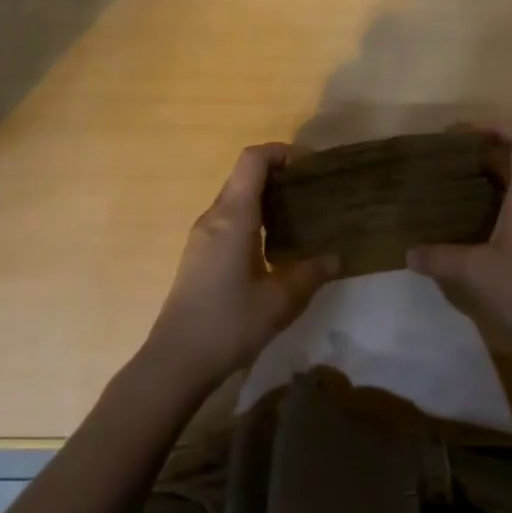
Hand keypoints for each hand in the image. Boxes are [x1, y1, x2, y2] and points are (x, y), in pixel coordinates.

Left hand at [143, 144, 336, 388]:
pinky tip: (273, 244)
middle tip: (312, 190)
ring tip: (298, 215)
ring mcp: (202, 235)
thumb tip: (336, 258)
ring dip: (265, 196)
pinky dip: (253, 216)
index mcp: (233, 216)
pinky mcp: (199, 254)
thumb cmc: (228, 323)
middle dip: (278, 173)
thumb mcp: (280, 301)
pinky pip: (228, 218)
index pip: (252, 160)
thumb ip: (310, 274)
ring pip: (235, 197)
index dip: (280, 152)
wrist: (175, 360)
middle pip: (244, 175)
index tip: (309, 165)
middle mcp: (214, 216)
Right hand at [407, 122, 511, 358]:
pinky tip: (468, 219)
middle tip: (448, 156)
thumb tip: (409, 252)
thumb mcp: (475, 270)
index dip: (499, 126)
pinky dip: (494, 202)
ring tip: (452, 182)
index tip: (465, 131)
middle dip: (485, 150)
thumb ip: (440, 257)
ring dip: (490, 176)